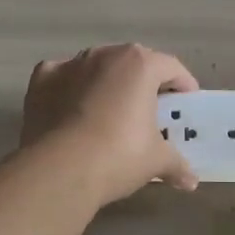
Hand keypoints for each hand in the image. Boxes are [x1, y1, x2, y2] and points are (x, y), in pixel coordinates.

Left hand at [20, 43, 200, 205]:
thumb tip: (192, 181)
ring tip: (110, 110)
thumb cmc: (118, 155)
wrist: (59, 168)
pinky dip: (70, 89)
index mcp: (139, 64)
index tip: (186, 102)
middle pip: (133, 61)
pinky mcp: (42, 79)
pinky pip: (63, 78)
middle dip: (144, 81)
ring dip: (106, 82)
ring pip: (96, 67)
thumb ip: (176, 164)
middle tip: (150, 108)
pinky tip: (72, 111)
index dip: (182, 84)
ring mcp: (70, 63)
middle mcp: (105, 54)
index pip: (170, 67)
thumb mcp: (156, 161)